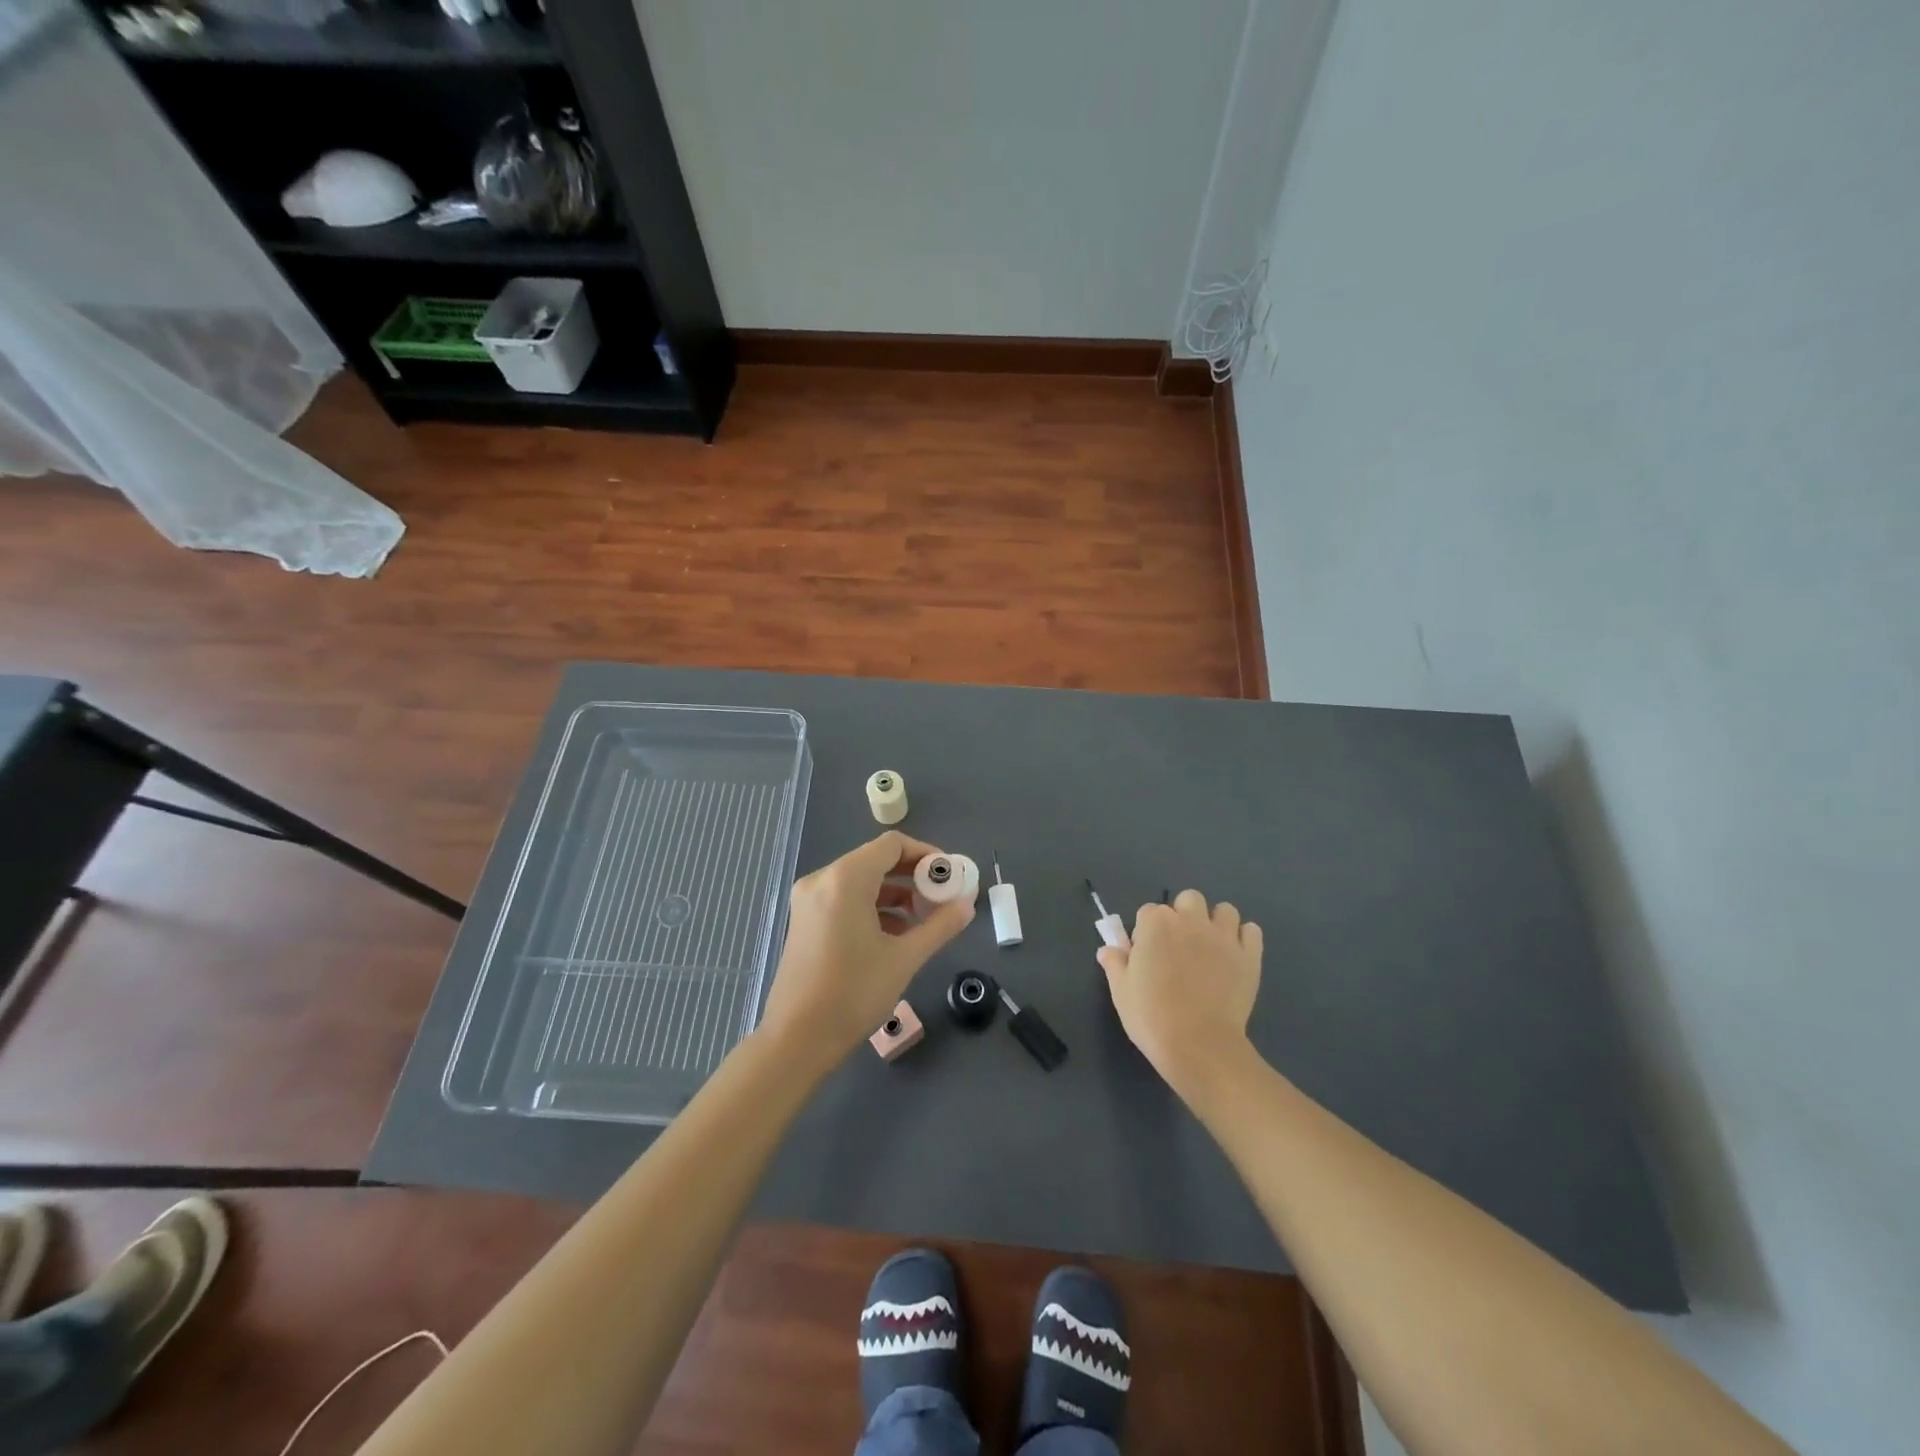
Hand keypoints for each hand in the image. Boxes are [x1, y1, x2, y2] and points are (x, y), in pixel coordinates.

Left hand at [760, 832, 973, 1061]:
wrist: (797, 1039)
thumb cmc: (853, 993)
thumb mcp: (904, 958)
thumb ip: (940, 926)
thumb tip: (967, 906)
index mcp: (845, 879)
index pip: (892, 845)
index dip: (925, 854)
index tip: (948, 877)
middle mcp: (823, 879)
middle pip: (875, 859)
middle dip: (912, 875)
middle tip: (941, 898)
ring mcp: (809, 899)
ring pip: (860, 879)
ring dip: (894, 892)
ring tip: (922, 920)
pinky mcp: (804, 919)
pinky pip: (844, 897)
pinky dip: (871, 905)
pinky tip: (894, 934)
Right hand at [1098, 889, 1261, 1097]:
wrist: (1199, 1045)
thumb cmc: (1152, 1016)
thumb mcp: (1121, 991)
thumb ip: (1115, 964)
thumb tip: (1108, 949)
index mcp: (1155, 924)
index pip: (1148, 912)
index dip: (1146, 932)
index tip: (1146, 955)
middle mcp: (1190, 920)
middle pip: (1188, 899)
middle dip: (1183, 915)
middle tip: (1178, 946)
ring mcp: (1223, 936)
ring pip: (1224, 910)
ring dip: (1216, 922)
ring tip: (1210, 948)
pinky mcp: (1248, 955)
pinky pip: (1251, 931)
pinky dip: (1244, 938)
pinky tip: (1235, 956)